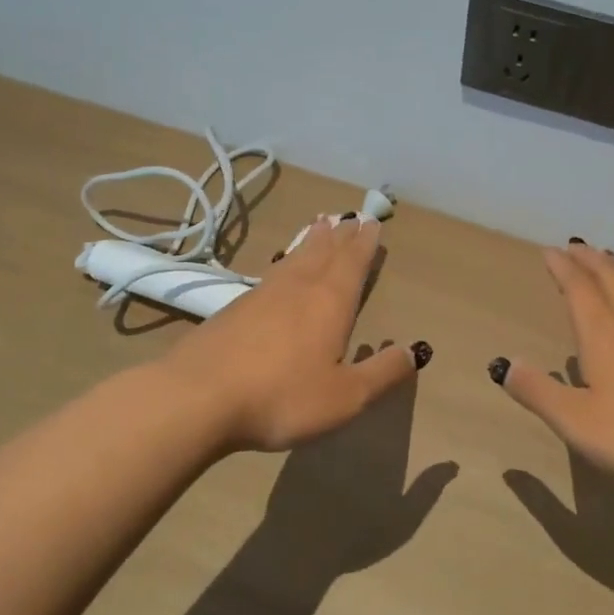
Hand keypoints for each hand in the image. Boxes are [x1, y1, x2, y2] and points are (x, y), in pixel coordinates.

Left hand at [161, 214, 426, 451]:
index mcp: (329, 303)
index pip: (352, 264)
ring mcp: (261, 296)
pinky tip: (278, 271)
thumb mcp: (345, 397)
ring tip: (319, 226)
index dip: (364, 244)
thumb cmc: (282, 397)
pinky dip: (283, 263)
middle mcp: (297, 289)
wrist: (198, 398)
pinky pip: (270, 274)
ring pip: (293, 259)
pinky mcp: (232, 310)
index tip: (372, 222)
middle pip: (323, 253)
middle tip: (349, 216)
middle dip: (340, 236)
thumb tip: (415, 351)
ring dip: (310, 242)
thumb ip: (382, 373)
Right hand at [495, 241, 613, 487]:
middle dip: (589, 259)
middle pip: (611, 277)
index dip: (562, 268)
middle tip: (575, 246)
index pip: (578, 288)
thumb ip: (538, 392)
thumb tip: (506, 365)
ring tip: (607, 263)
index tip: (550, 251)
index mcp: (603, 333)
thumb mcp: (576, 420)